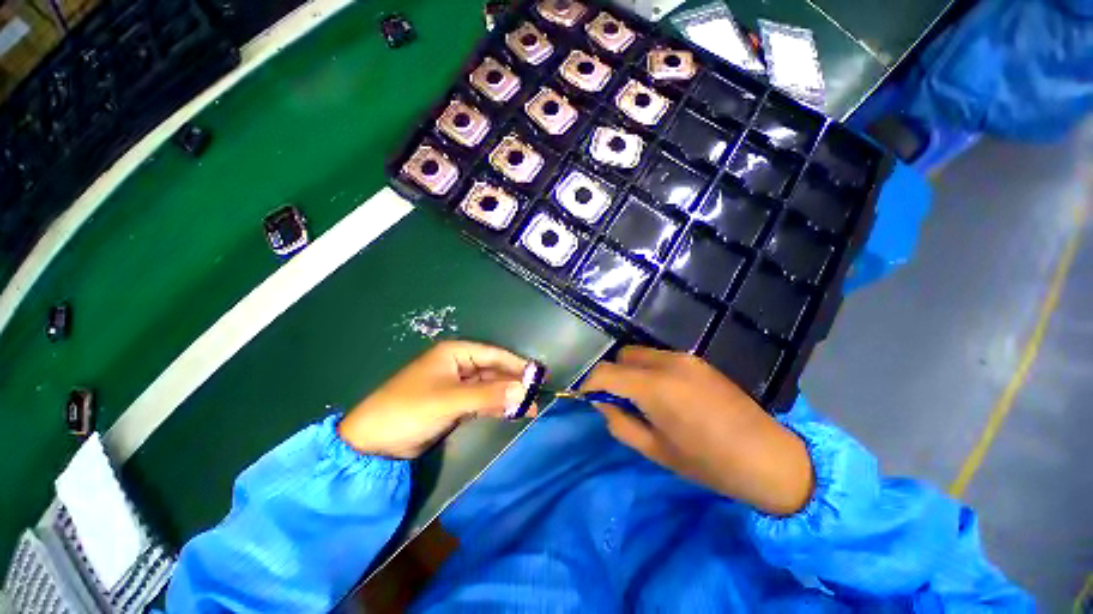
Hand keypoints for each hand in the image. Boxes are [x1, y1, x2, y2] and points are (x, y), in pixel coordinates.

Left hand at [338, 340, 535, 458]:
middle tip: (537, 396)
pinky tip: (512, 413)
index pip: (493, 355)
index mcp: (454, 353)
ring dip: (508, 397)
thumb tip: (524, 391)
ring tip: (530, 408)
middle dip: (514, 383)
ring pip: (489, 387)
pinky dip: (496, 406)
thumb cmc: (409, 410)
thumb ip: (488, 395)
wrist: (373, 443)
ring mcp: (457, 385)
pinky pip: (482, 401)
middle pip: (493, 371)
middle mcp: (458, 365)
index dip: (517, 364)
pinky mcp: (455, 403)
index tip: (539, 375)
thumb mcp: (449, 400)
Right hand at [581, 347, 813, 515]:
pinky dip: (649, 369)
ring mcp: (685, 358)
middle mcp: (667, 362)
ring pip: (640, 353)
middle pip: (622, 355)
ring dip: (631, 371)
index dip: (589, 382)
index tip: (585, 396)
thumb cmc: (708, 462)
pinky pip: (660, 357)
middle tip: (617, 399)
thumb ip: (619, 422)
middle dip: (612, 374)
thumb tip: (602, 403)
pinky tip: (664, 393)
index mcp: (654, 387)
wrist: (769, 456)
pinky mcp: (697, 360)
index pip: (605, 371)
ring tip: (642, 398)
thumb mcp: (655, 450)